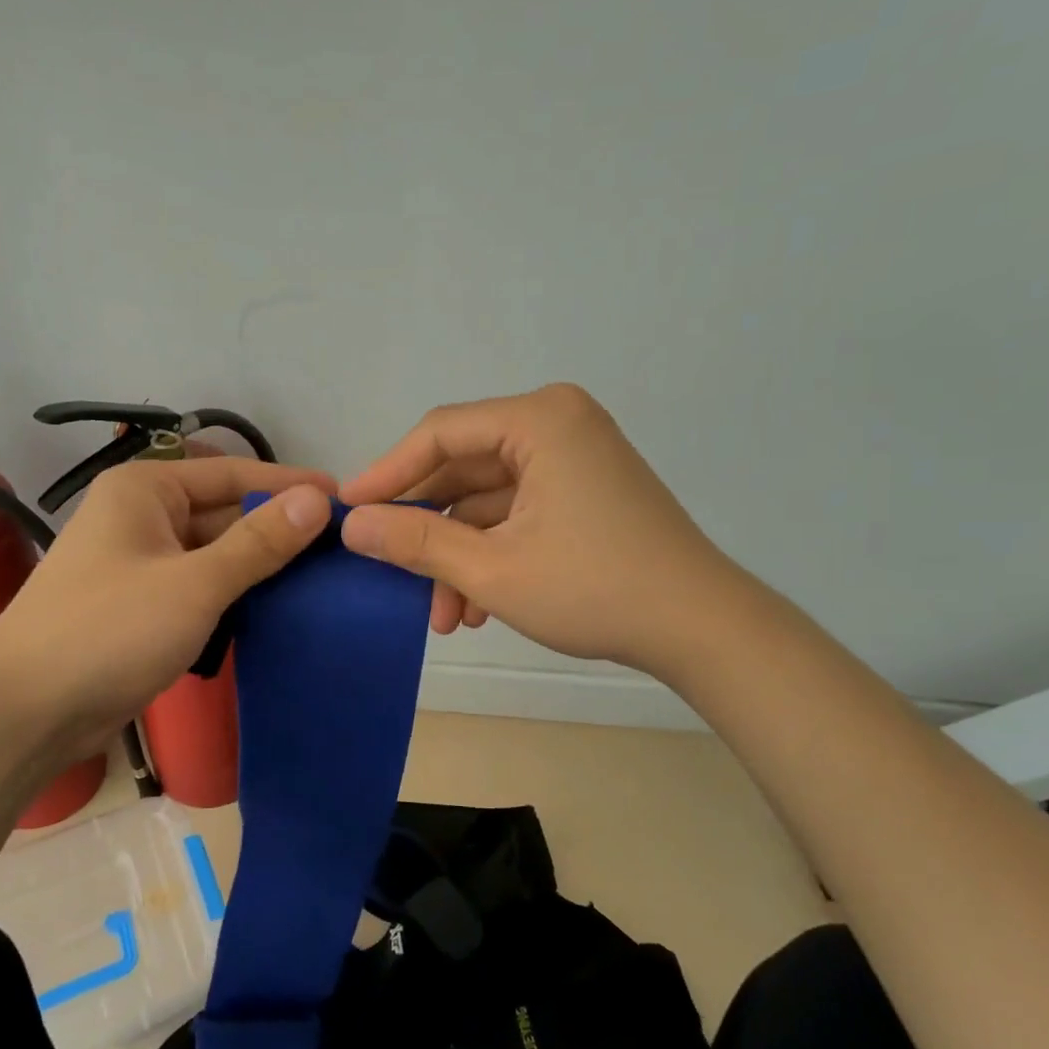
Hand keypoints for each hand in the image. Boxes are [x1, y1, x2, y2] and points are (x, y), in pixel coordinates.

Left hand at [0, 455, 333, 769]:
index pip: (234, 474)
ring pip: (216, 553)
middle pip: (226, 512)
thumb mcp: (195, 583)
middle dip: (279, 529)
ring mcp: (141, 563)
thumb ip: (260, 542)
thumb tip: (318, 499)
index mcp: (146, 490)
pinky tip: (278, 607)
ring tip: (323, 576)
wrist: (26, 713)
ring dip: (261, 565)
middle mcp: (143, 516)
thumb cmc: (109, 631)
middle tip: (342, 547)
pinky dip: (236, 594)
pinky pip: (202, 586)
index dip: (290, 485)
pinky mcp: (143, 605)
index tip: (346, 499)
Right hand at [339, 384, 726, 676]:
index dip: (388, 473)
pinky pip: (519, 514)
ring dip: (460, 557)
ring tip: (445, 618)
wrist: (700, 628)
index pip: (441, 433)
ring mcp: (575, 459)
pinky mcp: (585, 493)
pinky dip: (493, 555)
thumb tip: (352, 525)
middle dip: (429, 532)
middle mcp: (558, 425)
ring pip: (489, 501)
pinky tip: (477, 608)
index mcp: (540, 420)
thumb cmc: (594, 588)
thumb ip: (417, 541)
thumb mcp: (492, 569)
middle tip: (392, 573)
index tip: (348, 511)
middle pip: (464, 469)